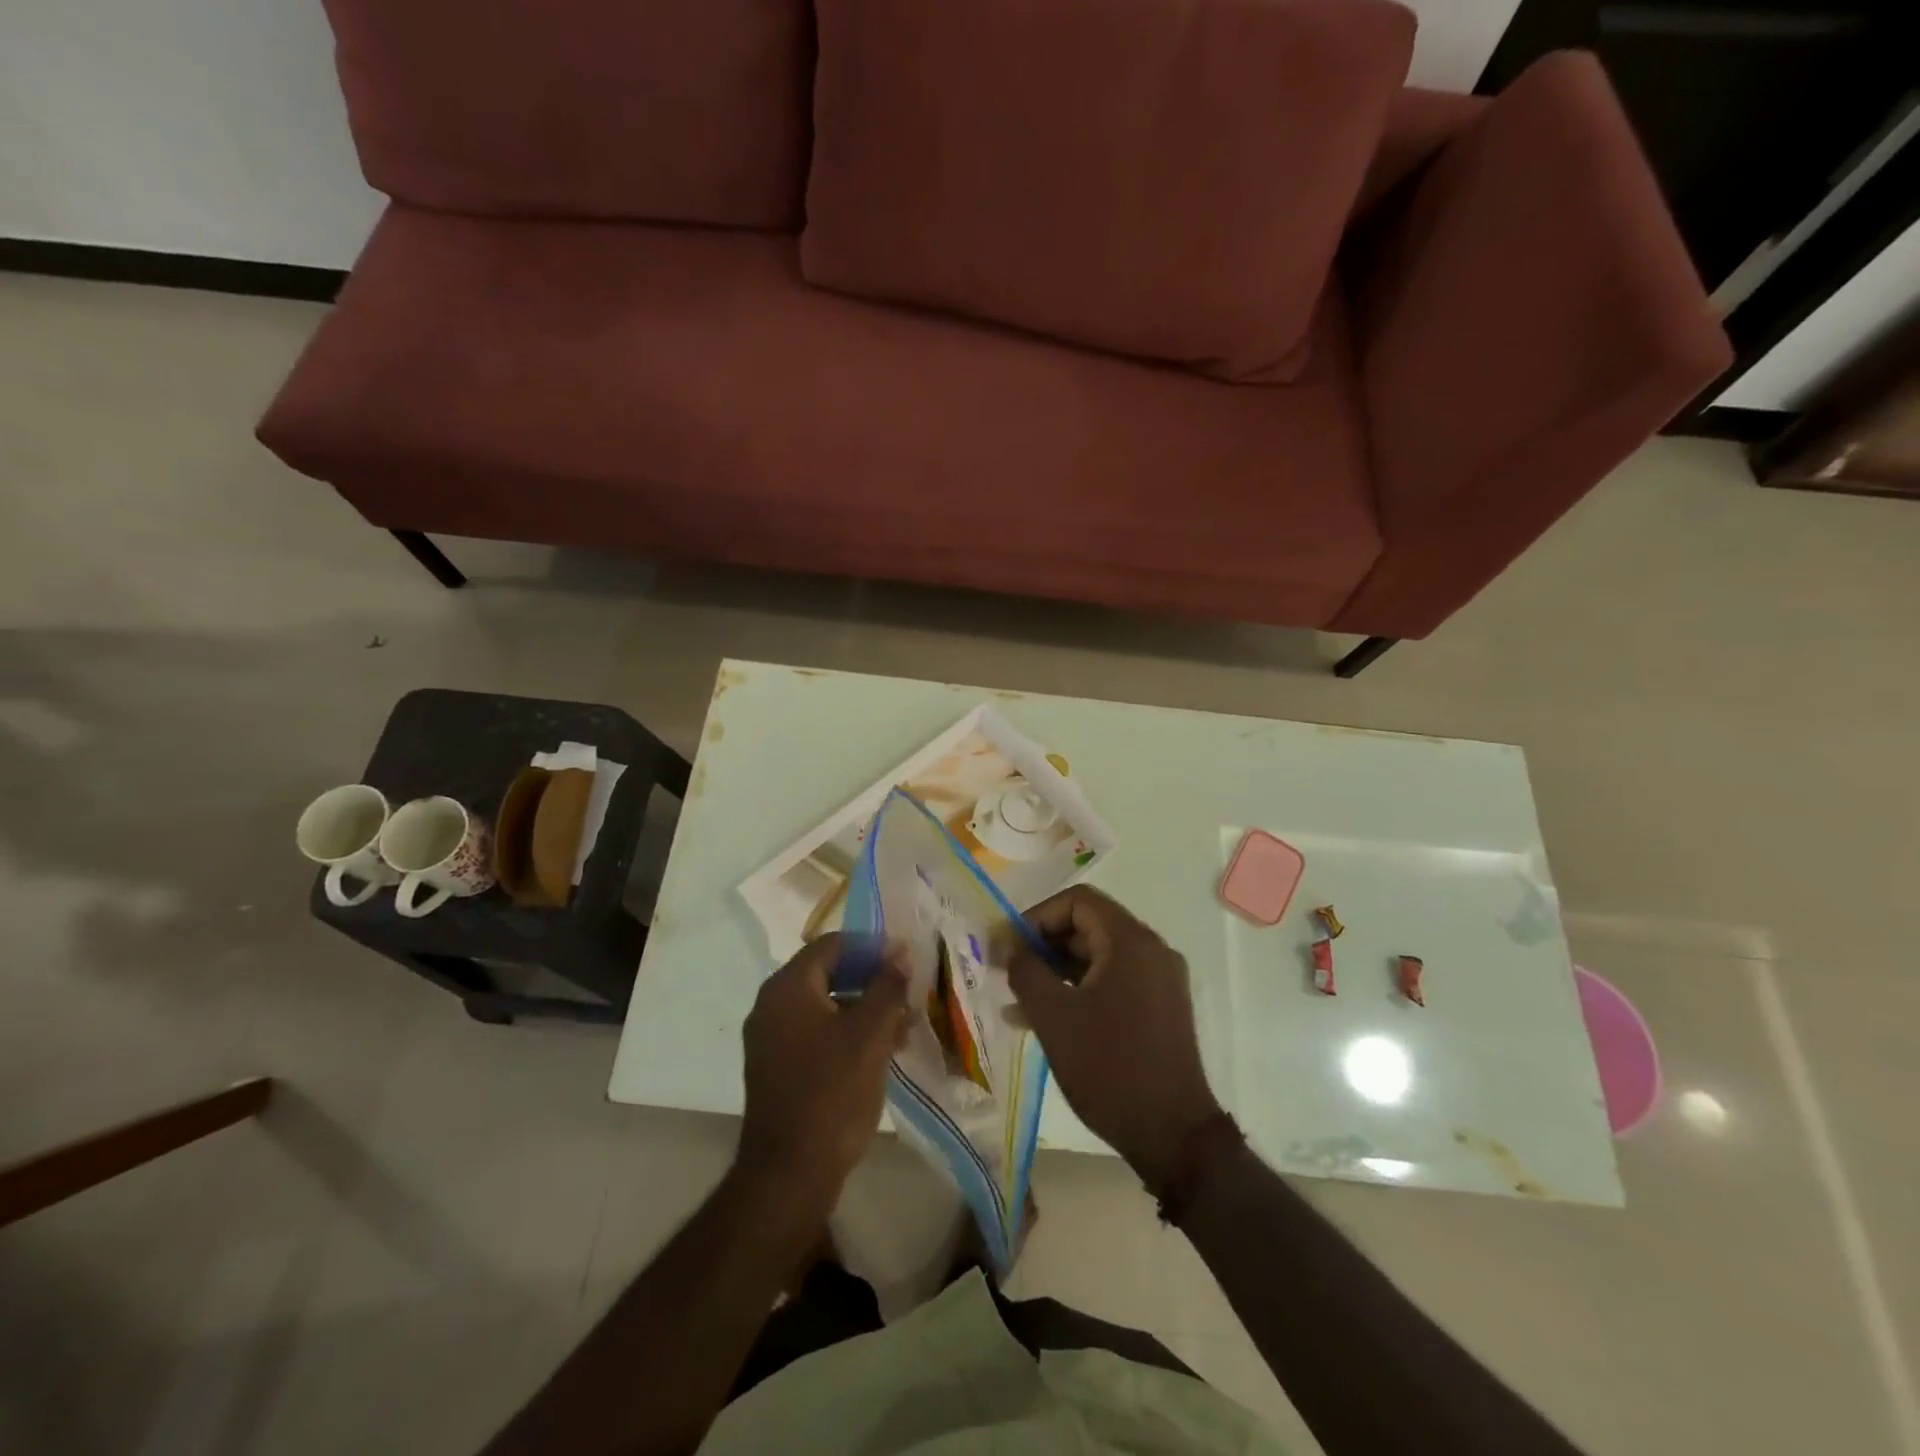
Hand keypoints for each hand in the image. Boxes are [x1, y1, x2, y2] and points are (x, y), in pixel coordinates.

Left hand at [738, 934, 910, 1209]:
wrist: (789, 1174)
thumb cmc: (832, 1093)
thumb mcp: (869, 1035)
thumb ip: (887, 987)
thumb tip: (900, 952)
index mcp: (788, 988)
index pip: (832, 945)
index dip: (872, 947)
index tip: (906, 959)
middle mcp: (772, 1005)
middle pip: (829, 973)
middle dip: (872, 980)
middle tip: (909, 992)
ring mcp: (772, 1038)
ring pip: (826, 1006)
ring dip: (865, 1009)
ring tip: (905, 1027)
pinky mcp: (779, 1067)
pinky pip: (817, 1033)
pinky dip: (848, 1033)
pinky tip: (882, 1051)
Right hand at [1008, 887, 1222, 1188]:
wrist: (1173, 1134)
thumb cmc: (1109, 1067)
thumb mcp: (1054, 1015)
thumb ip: (1025, 971)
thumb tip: (1008, 948)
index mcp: (1131, 941)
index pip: (1077, 901)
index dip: (1036, 916)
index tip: (1008, 946)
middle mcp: (1151, 951)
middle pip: (1088, 926)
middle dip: (1043, 945)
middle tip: (1007, 970)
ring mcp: (1158, 981)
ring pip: (1097, 957)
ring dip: (1056, 970)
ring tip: (1016, 999)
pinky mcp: (1159, 1009)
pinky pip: (1111, 982)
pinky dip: (1078, 991)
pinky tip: (1043, 1018)